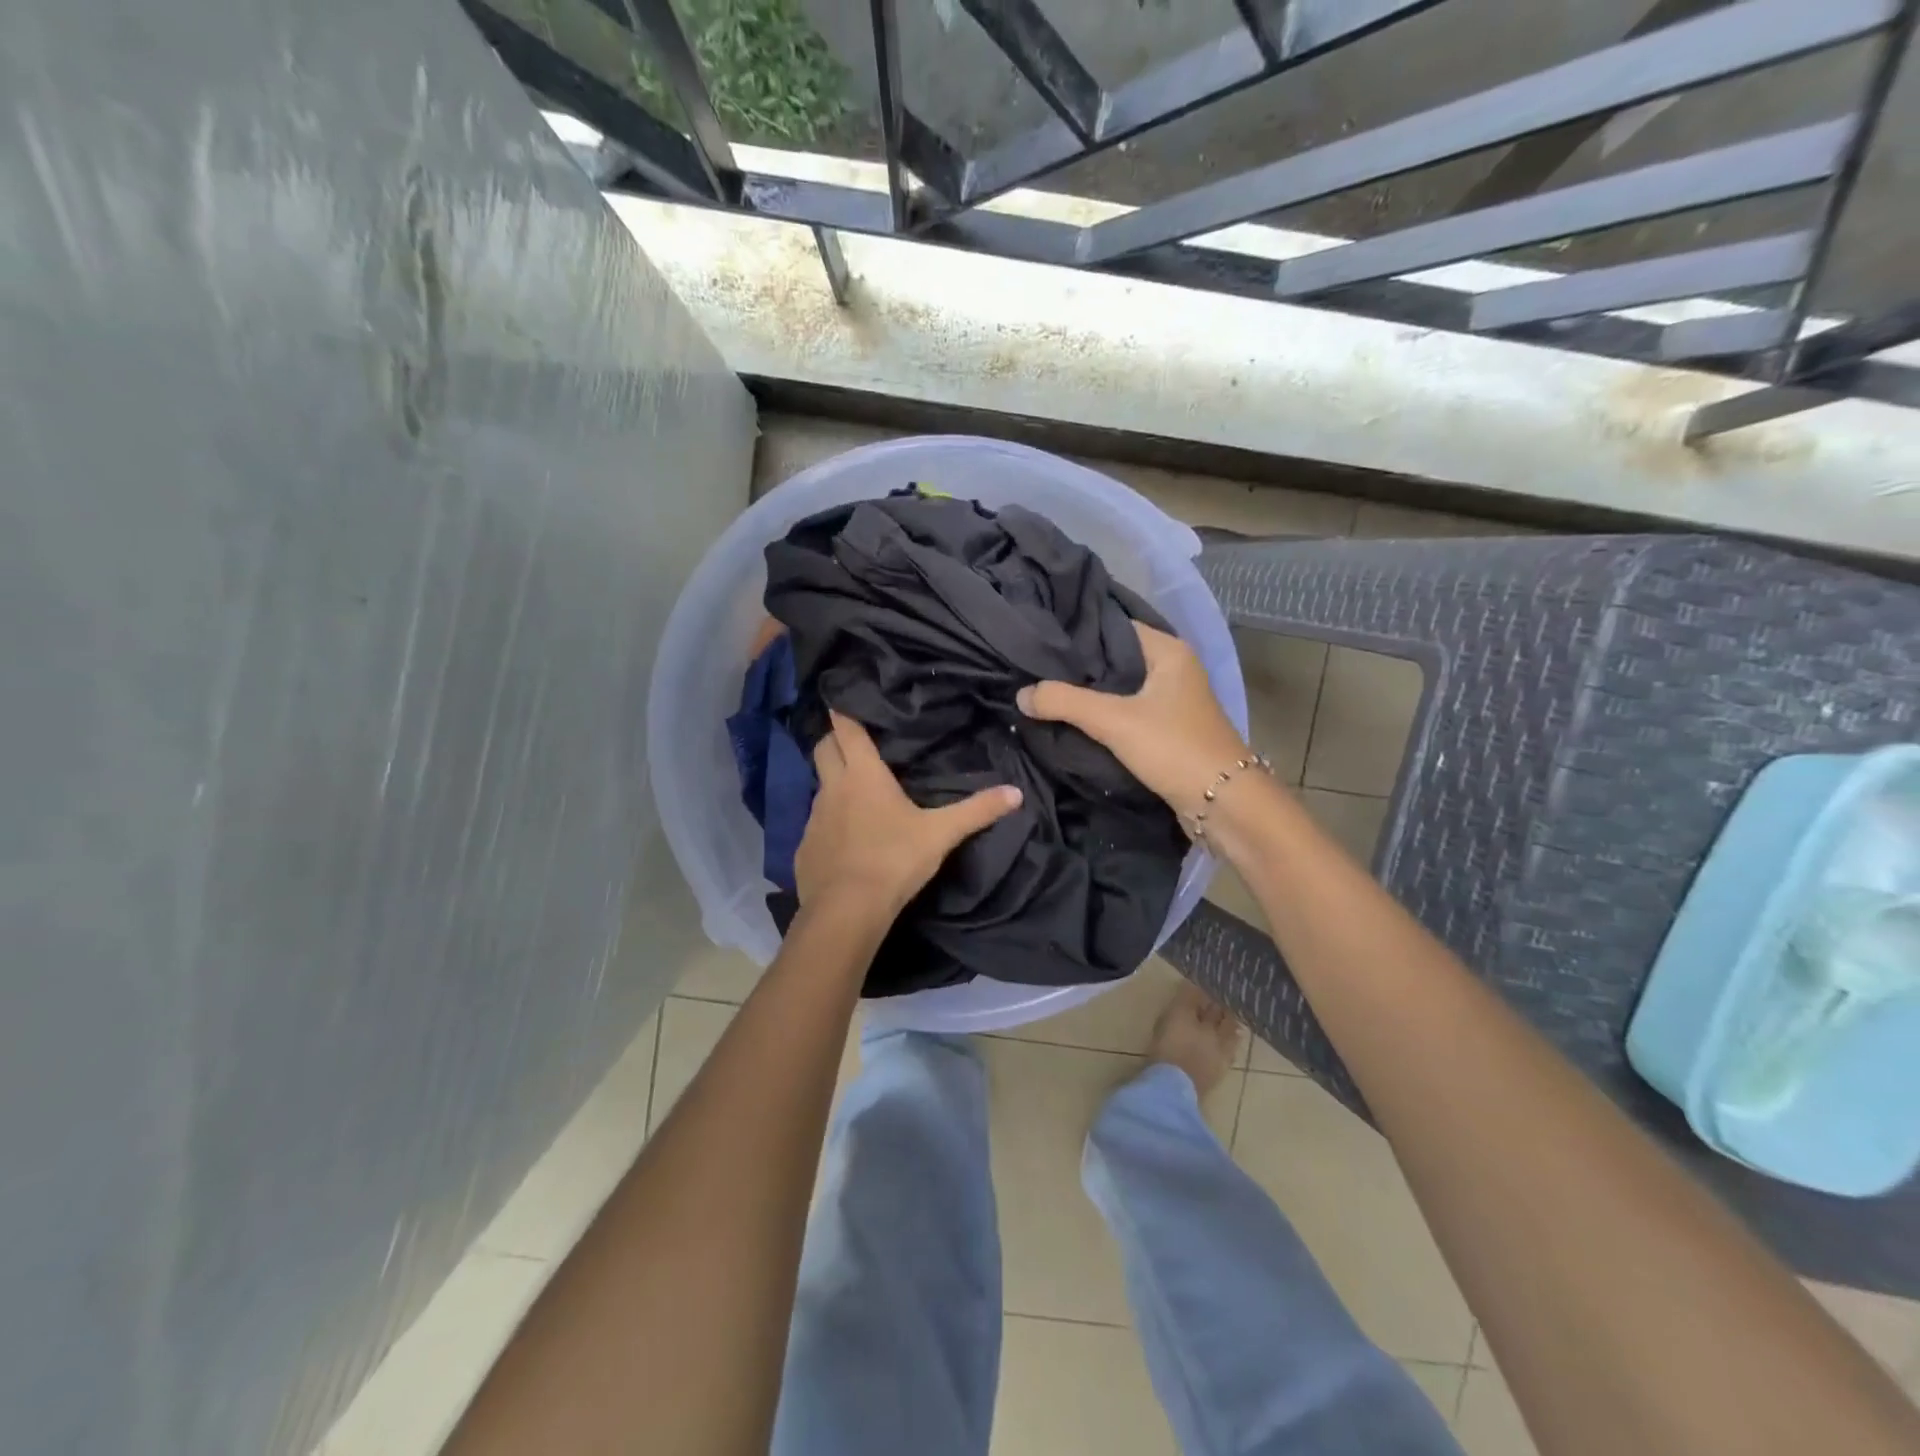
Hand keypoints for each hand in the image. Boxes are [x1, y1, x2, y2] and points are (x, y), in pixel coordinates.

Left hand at [796, 710, 1022, 917]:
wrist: (847, 910)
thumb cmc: (894, 860)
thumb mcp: (941, 834)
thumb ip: (977, 811)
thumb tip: (1016, 792)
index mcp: (863, 774)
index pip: (845, 728)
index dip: (842, 711)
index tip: (843, 699)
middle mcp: (832, 787)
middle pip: (823, 748)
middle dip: (834, 739)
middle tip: (854, 741)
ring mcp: (813, 817)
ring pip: (820, 786)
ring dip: (833, 782)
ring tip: (856, 792)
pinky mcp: (804, 846)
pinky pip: (816, 823)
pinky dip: (828, 822)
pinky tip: (845, 839)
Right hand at [1017, 622, 1249, 821]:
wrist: (1223, 804)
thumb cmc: (1173, 748)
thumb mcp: (1113, 720)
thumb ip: (1063, 702)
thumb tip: (1020, 695)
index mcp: (1168, 650)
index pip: (1112, 627)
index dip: (1076, 633)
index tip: (1038, 638)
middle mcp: (1173, 668)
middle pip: (1114, 658)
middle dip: (1077, 666)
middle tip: (1032, 667)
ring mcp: (1172, 700)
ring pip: (1119, 688)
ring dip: (1088, 693)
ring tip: (1043, 690)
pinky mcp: (1167, 729)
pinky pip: (1126, 711)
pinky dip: (1102, 715)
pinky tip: (1071, 718)